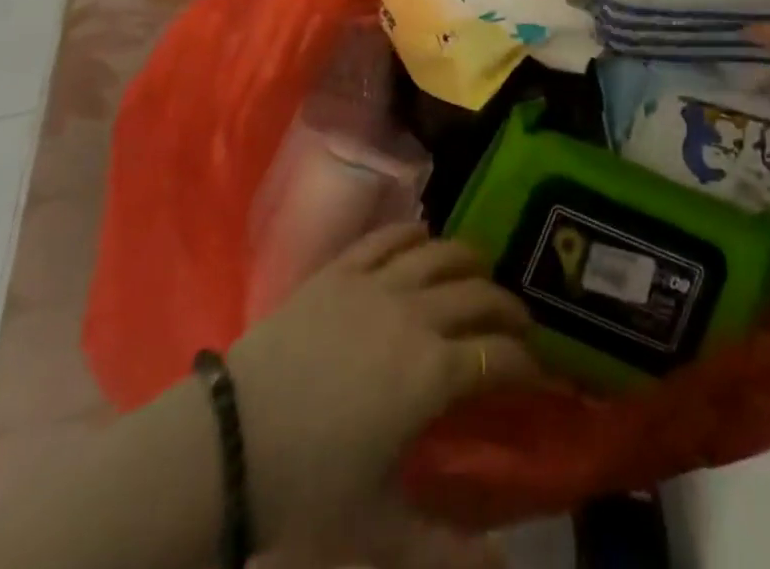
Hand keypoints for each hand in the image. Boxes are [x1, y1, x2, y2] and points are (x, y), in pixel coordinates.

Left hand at [225, 224, 535, 554]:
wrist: (228, 444)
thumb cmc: (306, 491)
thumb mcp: (379, 535)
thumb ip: (448, 552)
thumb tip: (507, 565)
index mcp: (433, 373)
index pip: (500, 357)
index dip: (528, 364)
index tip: (541, 372)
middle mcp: (416, 315)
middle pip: (479, 296)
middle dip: (509, 308)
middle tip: (519, 324)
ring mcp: (377, 284)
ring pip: (440, 254)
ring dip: (470, 261)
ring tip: (481, 272)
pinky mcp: (341, 269)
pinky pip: (388, 237)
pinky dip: (413, 234)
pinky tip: (423, 240)